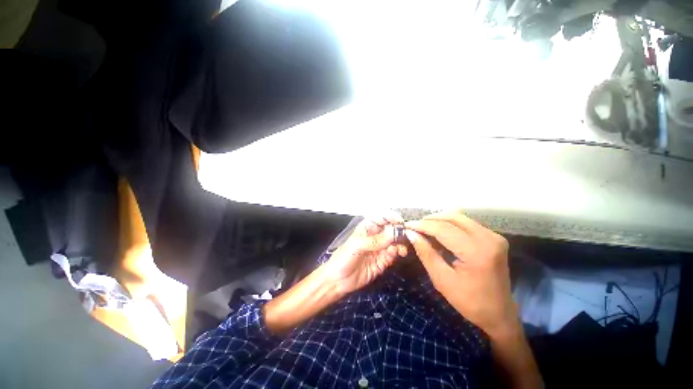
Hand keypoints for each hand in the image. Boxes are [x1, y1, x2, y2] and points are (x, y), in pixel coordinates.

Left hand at [323, 213, 407, 295]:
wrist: (338, 281)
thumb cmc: (343, 258)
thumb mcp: (357, 246)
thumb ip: (376, 240)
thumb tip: (394, 232)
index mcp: (367, 227)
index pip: (381, 217)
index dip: (391, 217)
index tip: (400, 221)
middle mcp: (375, 235)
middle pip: (391, 228)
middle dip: (399, 230)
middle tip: (407, 235)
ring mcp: (380, 248)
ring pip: (395, 241)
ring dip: (401, 242)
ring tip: (401, 249)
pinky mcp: (383, 260)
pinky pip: (394, 253)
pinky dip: (398, 252)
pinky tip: (398, 253)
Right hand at [405, 210, 516, 335]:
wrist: (499, 313)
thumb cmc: (469, 302)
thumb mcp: (442, 280)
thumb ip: (426, 253)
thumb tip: (411, 233)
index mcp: (477, 252)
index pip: (443, 229)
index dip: (422, 225)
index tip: (406, 226)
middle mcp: (488, 238)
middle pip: (452, 217)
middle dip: (429, 220)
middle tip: (415, 227)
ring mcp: (493, 236)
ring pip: (459, 217)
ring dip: (439, 220)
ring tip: (424, 229)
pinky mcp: (494, 237)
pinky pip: (466, 223)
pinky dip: (449, 224)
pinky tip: (439, 233)